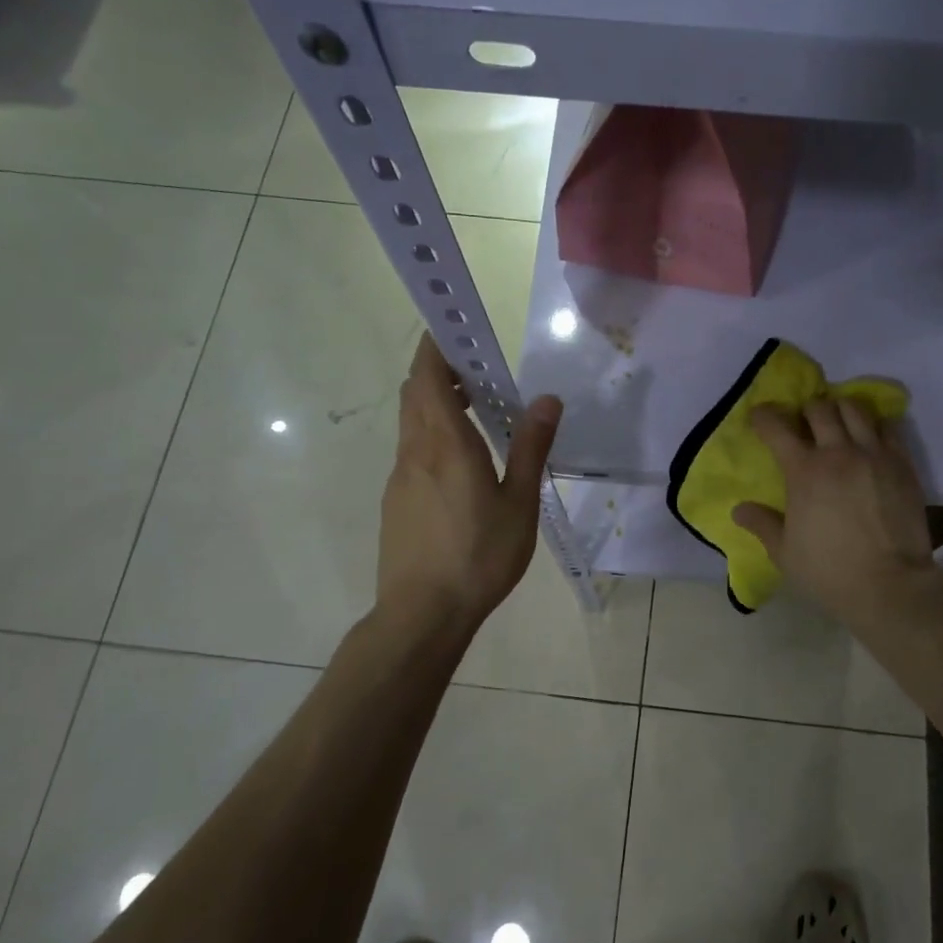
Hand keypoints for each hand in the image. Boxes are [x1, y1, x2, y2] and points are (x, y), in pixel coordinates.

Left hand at [378, 335, 561, 632]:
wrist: (422, 613)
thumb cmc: (478, 555)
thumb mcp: (519, 503)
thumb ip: (530, 448)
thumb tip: (547, 399)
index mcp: (445, 443)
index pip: (429, 376)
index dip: (436, 346)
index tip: (456, 328)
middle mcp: (415, 451)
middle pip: (416, 393)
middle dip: (439, 371)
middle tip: (478, 373)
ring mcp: (400, 477)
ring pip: (412, 423)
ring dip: (436, 404)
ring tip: (476, 413)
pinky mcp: (396, 501)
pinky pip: (412, 451)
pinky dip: (432, 436)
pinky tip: (461, 465)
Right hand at [733, 398, 942, 637]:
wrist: (890, 585)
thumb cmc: (829, 571)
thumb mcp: (784, 553)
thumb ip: (762, 524)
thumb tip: (739, 510)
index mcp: (804, 471)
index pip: (777, 427)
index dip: (764, 416)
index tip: (760, 417)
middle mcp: (838, 452)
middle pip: (819, 408)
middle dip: (806, 410)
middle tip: (804, 424)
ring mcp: (874, 454)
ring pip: (855, 408)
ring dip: (841, 409)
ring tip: (838, 423)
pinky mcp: (902, 463)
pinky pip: (888, 426)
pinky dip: (874, 424)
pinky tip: (869, 438)